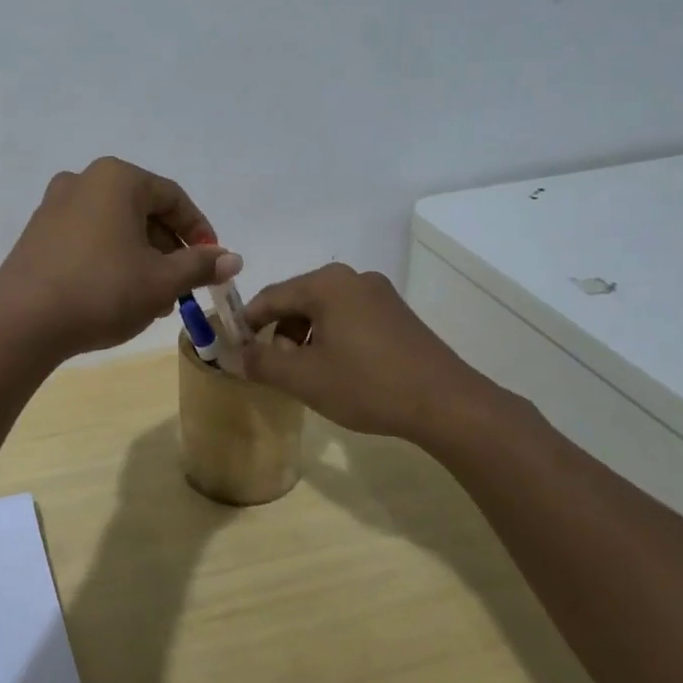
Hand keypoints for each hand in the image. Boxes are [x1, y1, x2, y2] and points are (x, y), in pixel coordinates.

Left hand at [0, 157, 242, 356]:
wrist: (22, 320)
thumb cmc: (102, 290)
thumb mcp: (161, 281)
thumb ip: (200, 265)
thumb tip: (232, 259)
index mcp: (117, 178)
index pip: (173, 198)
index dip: (199, 231)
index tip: (213, 264)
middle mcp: (84, 180)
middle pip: (142, 210)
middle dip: (168, 249)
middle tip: (182, 286)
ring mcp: (55, 205)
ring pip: (115, 226)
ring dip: (141, 258)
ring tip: (153, 299)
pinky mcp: (38, 232)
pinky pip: (88, 237)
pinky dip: (110, 259)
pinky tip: (117, 295)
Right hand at [241, 264, 518, 452]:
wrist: (447, 404)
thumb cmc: (367, 384)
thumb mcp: (304, 378)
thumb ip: (261, 363)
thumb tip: (234, 356)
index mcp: (326, 284)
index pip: (270, 297)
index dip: (247, 324)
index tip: (234, 350)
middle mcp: (352, 278)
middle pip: (298, 301)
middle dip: (280, 334)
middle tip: (275, 369)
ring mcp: (379, 294)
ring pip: (324, 311)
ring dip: (306, 339)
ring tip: (308, 375)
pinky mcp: (398, 314)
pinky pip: (349, 318)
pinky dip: (333, 339)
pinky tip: (339, 371)